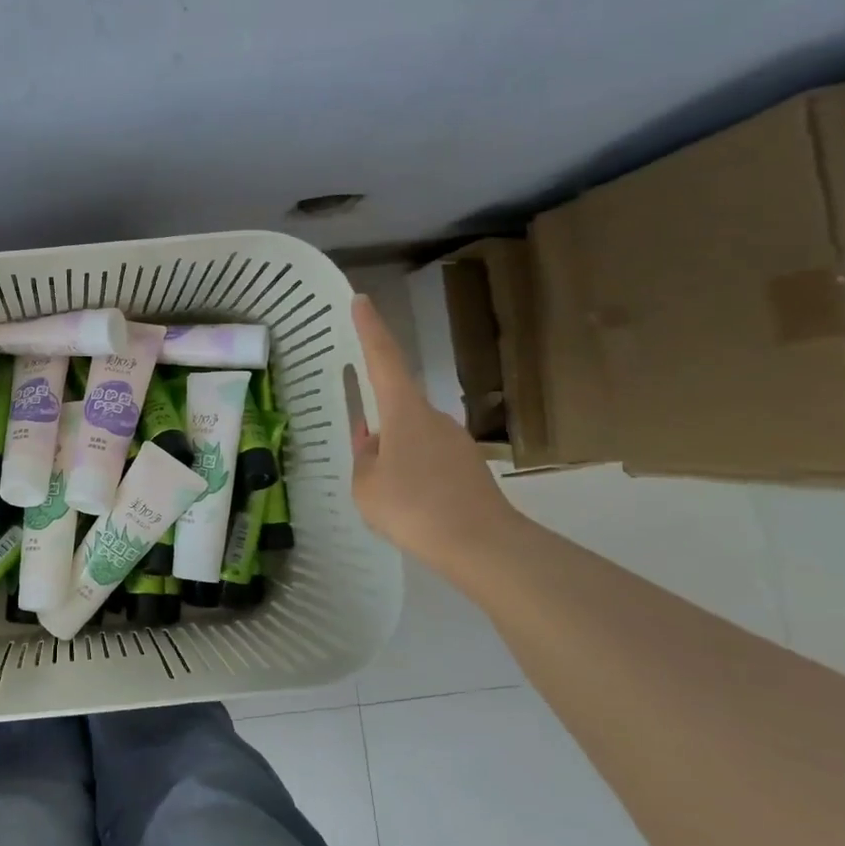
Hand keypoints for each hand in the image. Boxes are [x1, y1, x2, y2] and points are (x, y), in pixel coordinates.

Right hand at [350, 293, 520, 569]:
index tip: (361, 300)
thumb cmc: (414, 508)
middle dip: (377, 422)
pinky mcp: (468, 465)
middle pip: (397, 403)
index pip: (383, 358)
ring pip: (412, 435)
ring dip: (395, 453)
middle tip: (364, 455)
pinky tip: (411, 504)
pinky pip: (429, 457)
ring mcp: (455, 440)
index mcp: (404, 411)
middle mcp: (433, 416)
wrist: (483, 545)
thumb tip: (373, 447)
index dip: (370, 328)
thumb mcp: (366, 486)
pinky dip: (414, 471)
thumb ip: (364, 460)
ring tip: (385, 492)